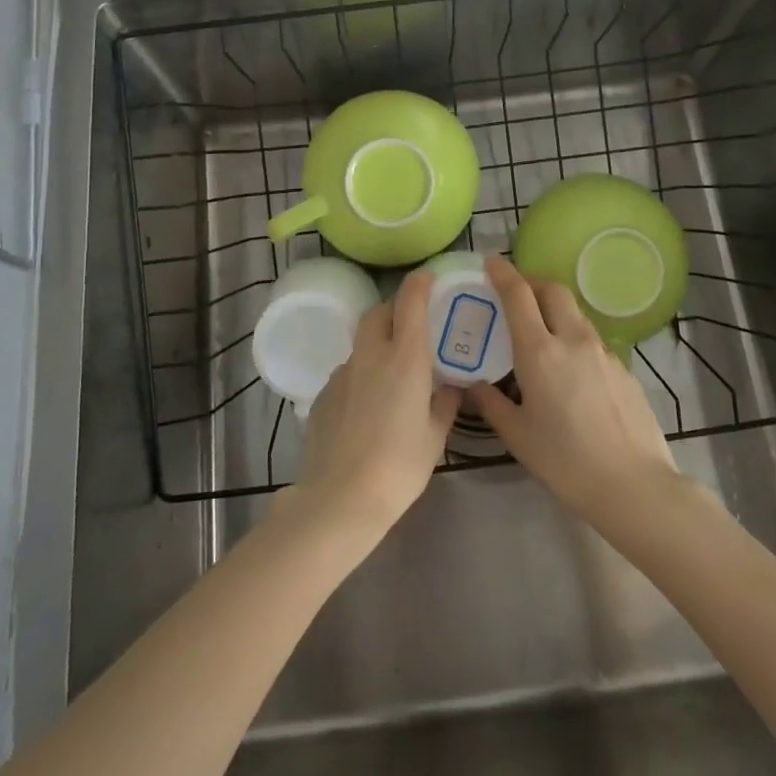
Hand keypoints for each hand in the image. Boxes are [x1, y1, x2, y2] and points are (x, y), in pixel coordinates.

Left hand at [284, 269, 460, 543]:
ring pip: (361, 344)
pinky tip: (367, 406)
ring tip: (392, 372)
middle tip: (412, 325)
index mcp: (404, 359)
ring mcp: (342, 374)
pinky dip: (361, 376)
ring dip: (377, 345)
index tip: (428, 277)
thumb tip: (452, 387)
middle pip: (379, 314)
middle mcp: (371, 355)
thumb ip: (445, 404)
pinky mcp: (322, 395)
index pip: (410, 303)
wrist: (340, 498)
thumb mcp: (435, 437)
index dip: (419, 284)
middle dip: (395, 310)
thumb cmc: (399, 466)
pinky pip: (347, 373)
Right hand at [469, 255, 679, 527]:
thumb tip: (473, 384)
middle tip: (515, 293)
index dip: (503, 273)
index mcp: (540, 352)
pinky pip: (592, 338)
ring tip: (540, 328)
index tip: (490, 262)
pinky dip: (574, 335)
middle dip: (532, 282)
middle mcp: (572, 340)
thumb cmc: (566, 462)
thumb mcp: (518, 436)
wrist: (634, 485)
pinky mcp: (623, 368)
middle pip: (553, 289)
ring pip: (575, 312)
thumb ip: (491, 403)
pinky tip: (570, 366)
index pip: (519, 295)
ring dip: (554, 307)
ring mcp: (603, 352)